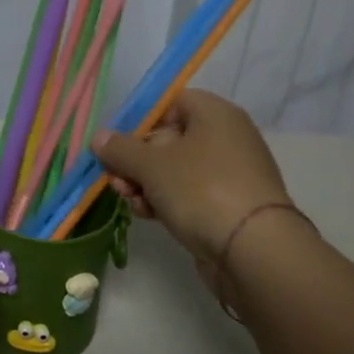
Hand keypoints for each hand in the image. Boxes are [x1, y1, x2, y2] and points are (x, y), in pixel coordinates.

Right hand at [91, 88, 293, 263]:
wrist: (254, 250)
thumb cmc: (201, 189)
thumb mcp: (151, 165)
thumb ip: (120, 148)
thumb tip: (99, 137)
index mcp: (214, 114)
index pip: (169, 103)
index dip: (139, 120)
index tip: (116, 143)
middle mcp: (225, 137)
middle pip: (167, 138)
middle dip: (135, 160)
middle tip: (116, 179)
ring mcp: (229, 172)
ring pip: (174, 169)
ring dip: (145, 183)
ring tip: (130, 200)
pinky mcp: (228, 204)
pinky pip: (189, 193)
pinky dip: (166, 200)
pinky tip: (148, 215)